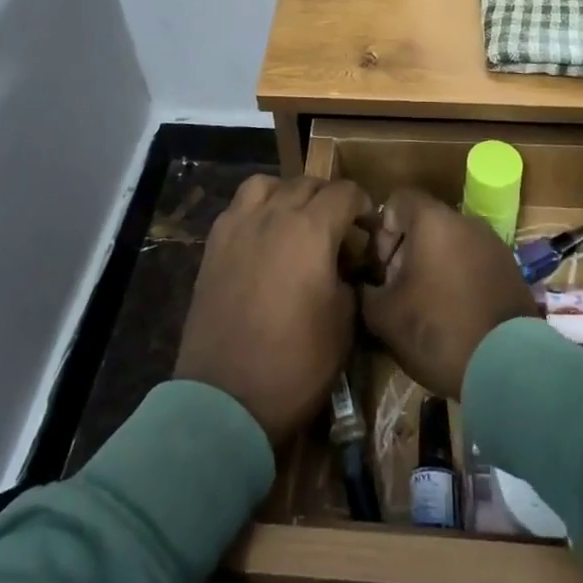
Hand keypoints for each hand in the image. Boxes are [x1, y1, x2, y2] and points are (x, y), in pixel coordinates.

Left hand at [175, 175, 374, 446]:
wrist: (226, 399)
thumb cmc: (296, 363)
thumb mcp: (344, 322)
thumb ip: (349, 278)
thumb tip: (346, 263)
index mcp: (311, 229)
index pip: (345, 192)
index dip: (362, 205)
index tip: (368, 228)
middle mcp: (273, 214)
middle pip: (307, 184)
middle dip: (329, 198)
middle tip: (338, 228)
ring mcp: (238, 226)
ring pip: (267, 184)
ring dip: (287, 194)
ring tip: (295, 220)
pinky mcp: (214, 245)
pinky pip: (238, 207)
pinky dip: (256, 209)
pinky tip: (263, 237)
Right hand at [358, 188, 537, 399]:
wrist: (509, 367)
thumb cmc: (438, 330)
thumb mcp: (384, 316)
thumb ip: (365, 292)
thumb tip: (363, 286)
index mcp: (433, 220)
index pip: (397, 200)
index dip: (381, 229)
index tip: (380, 266)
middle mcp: (466, 221)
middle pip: (425, 222)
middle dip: (406, 251)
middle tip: (398, 290)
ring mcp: (493, 244)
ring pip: (451, 242)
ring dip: (433, 266)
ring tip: (425, 306)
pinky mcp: (511, 270)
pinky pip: (473, 261)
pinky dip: (458, 278)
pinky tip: (454, 314)